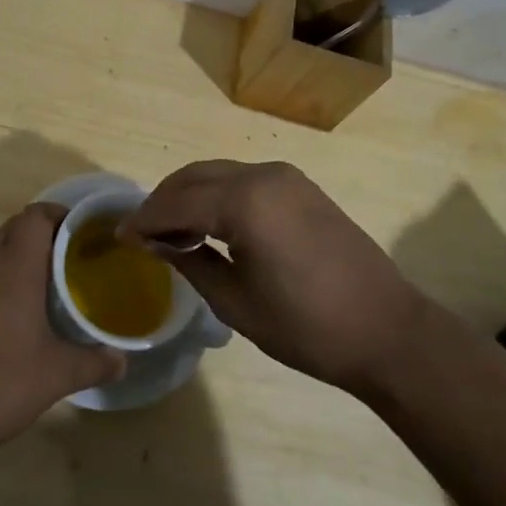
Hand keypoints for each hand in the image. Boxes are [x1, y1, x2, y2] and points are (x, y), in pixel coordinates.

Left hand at [0, 203, 124, 453]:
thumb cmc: (2, 384)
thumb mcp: (59, 376)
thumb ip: (95, 364)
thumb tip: (122, 361)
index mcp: (16, 267)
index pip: (36, 218)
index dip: (53, 215)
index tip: (69, 229)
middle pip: (5, 225)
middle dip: (26, 230)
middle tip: (44, 254)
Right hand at [122, 161, 418, 398]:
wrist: (387, 331)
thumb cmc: (307, 326)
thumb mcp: (236, 301)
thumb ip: (189, 261)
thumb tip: (154, 242)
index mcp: (245, 201)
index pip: (178, 202)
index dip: (144, 219)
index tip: (119, 236)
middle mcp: (262, 174)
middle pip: (195, 177)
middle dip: (163, 201)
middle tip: (141, 233)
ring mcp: (286, 176)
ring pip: (219, 173)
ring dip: (190, 195)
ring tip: (171, 232)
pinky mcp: (301, 187)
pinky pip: (244, 180)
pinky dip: (218, 195)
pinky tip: (210, 224)